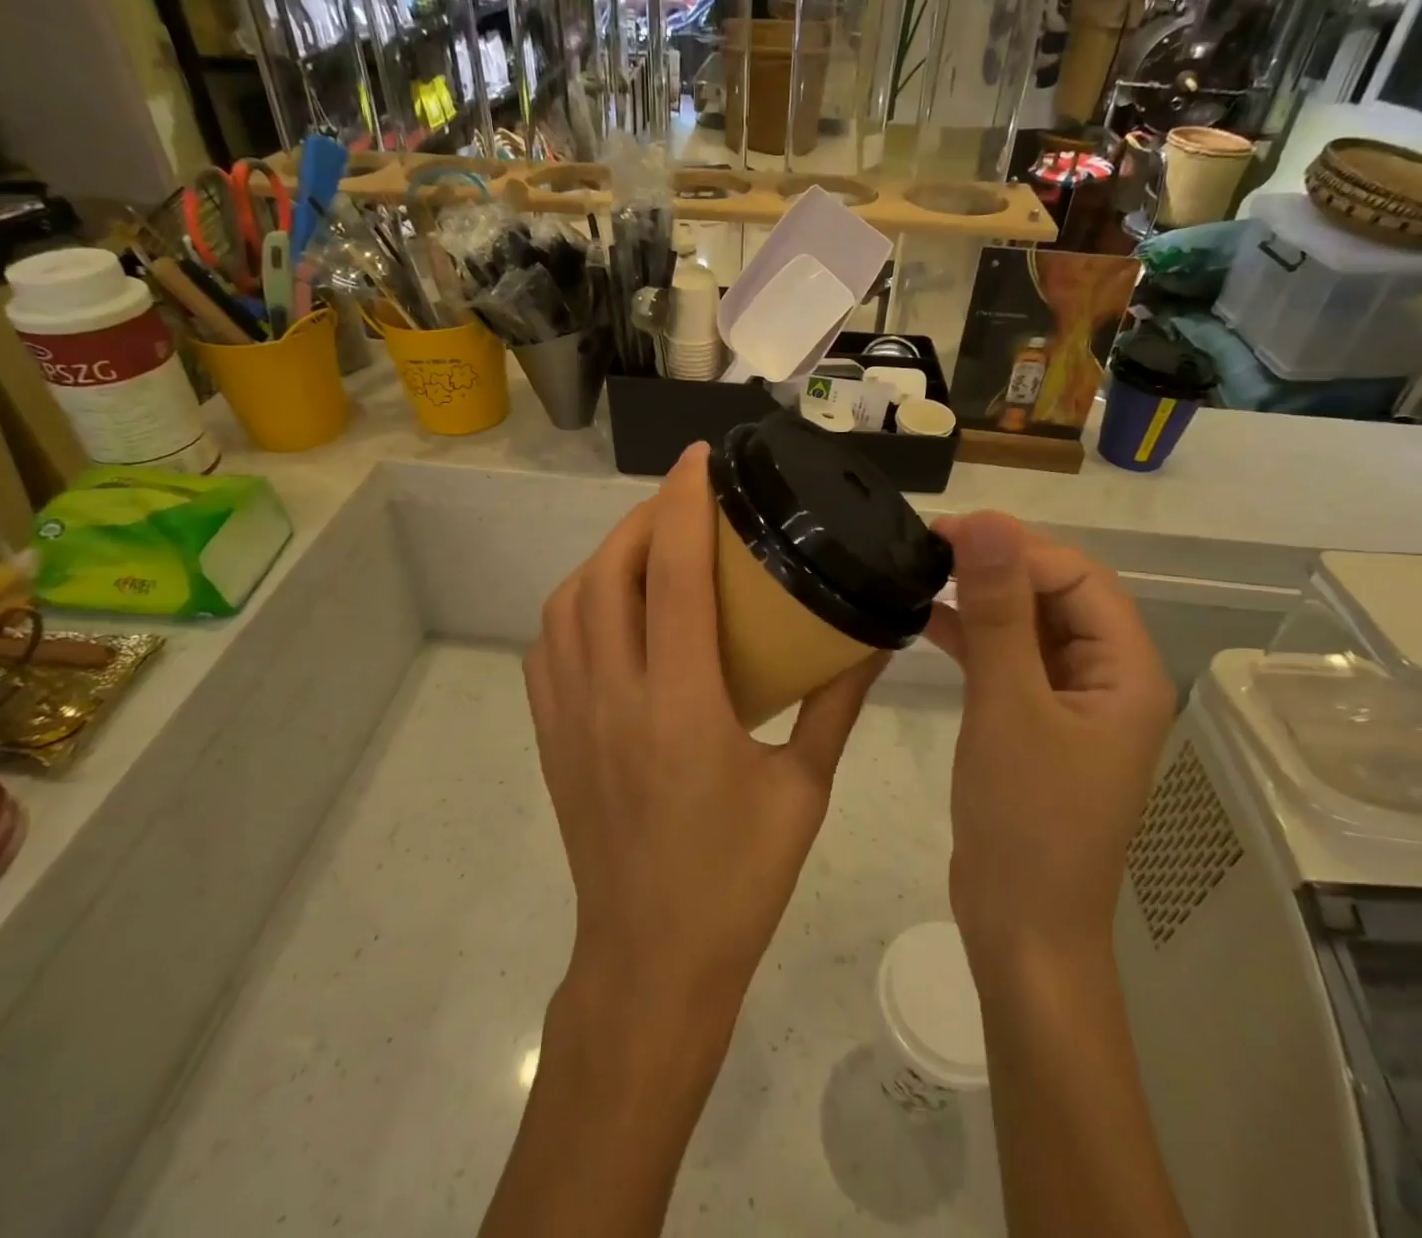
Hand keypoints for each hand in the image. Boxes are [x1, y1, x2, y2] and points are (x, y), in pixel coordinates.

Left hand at [525, 443, 885, 1024]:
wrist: (650, 962)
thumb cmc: (737, 880)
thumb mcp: (804, 790)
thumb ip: (835, 703)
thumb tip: (873, 637)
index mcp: (680, 707)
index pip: (674, 576)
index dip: (684, 505)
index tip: (700, 460)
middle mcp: (613, 697)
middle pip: (608, 573)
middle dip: (644, 519)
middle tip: (686, 500)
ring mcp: (569, 716)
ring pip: (567, 603)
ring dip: (606, 557)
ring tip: (650, 545)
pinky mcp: (551, 736)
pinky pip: (549, 644)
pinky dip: (577, 603)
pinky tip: (611, 607)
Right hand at [926, 513, 1174, 975]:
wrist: (1021, 927)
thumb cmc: (1026, 819)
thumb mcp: (1009, 705)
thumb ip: (999, 611)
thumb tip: (987, 522)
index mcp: (1125, 671)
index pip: (1078, 577)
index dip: (1017, 545)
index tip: (948, 530)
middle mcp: (1106, 678)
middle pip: (1056, 594)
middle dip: (997, 564)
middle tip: (928, 546)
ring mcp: (1069, 702)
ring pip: (1028, 625)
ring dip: (980, 597)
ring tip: (921, 571)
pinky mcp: (1033, 722)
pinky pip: (1007, 660)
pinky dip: (971, 635)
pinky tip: (924, 619)